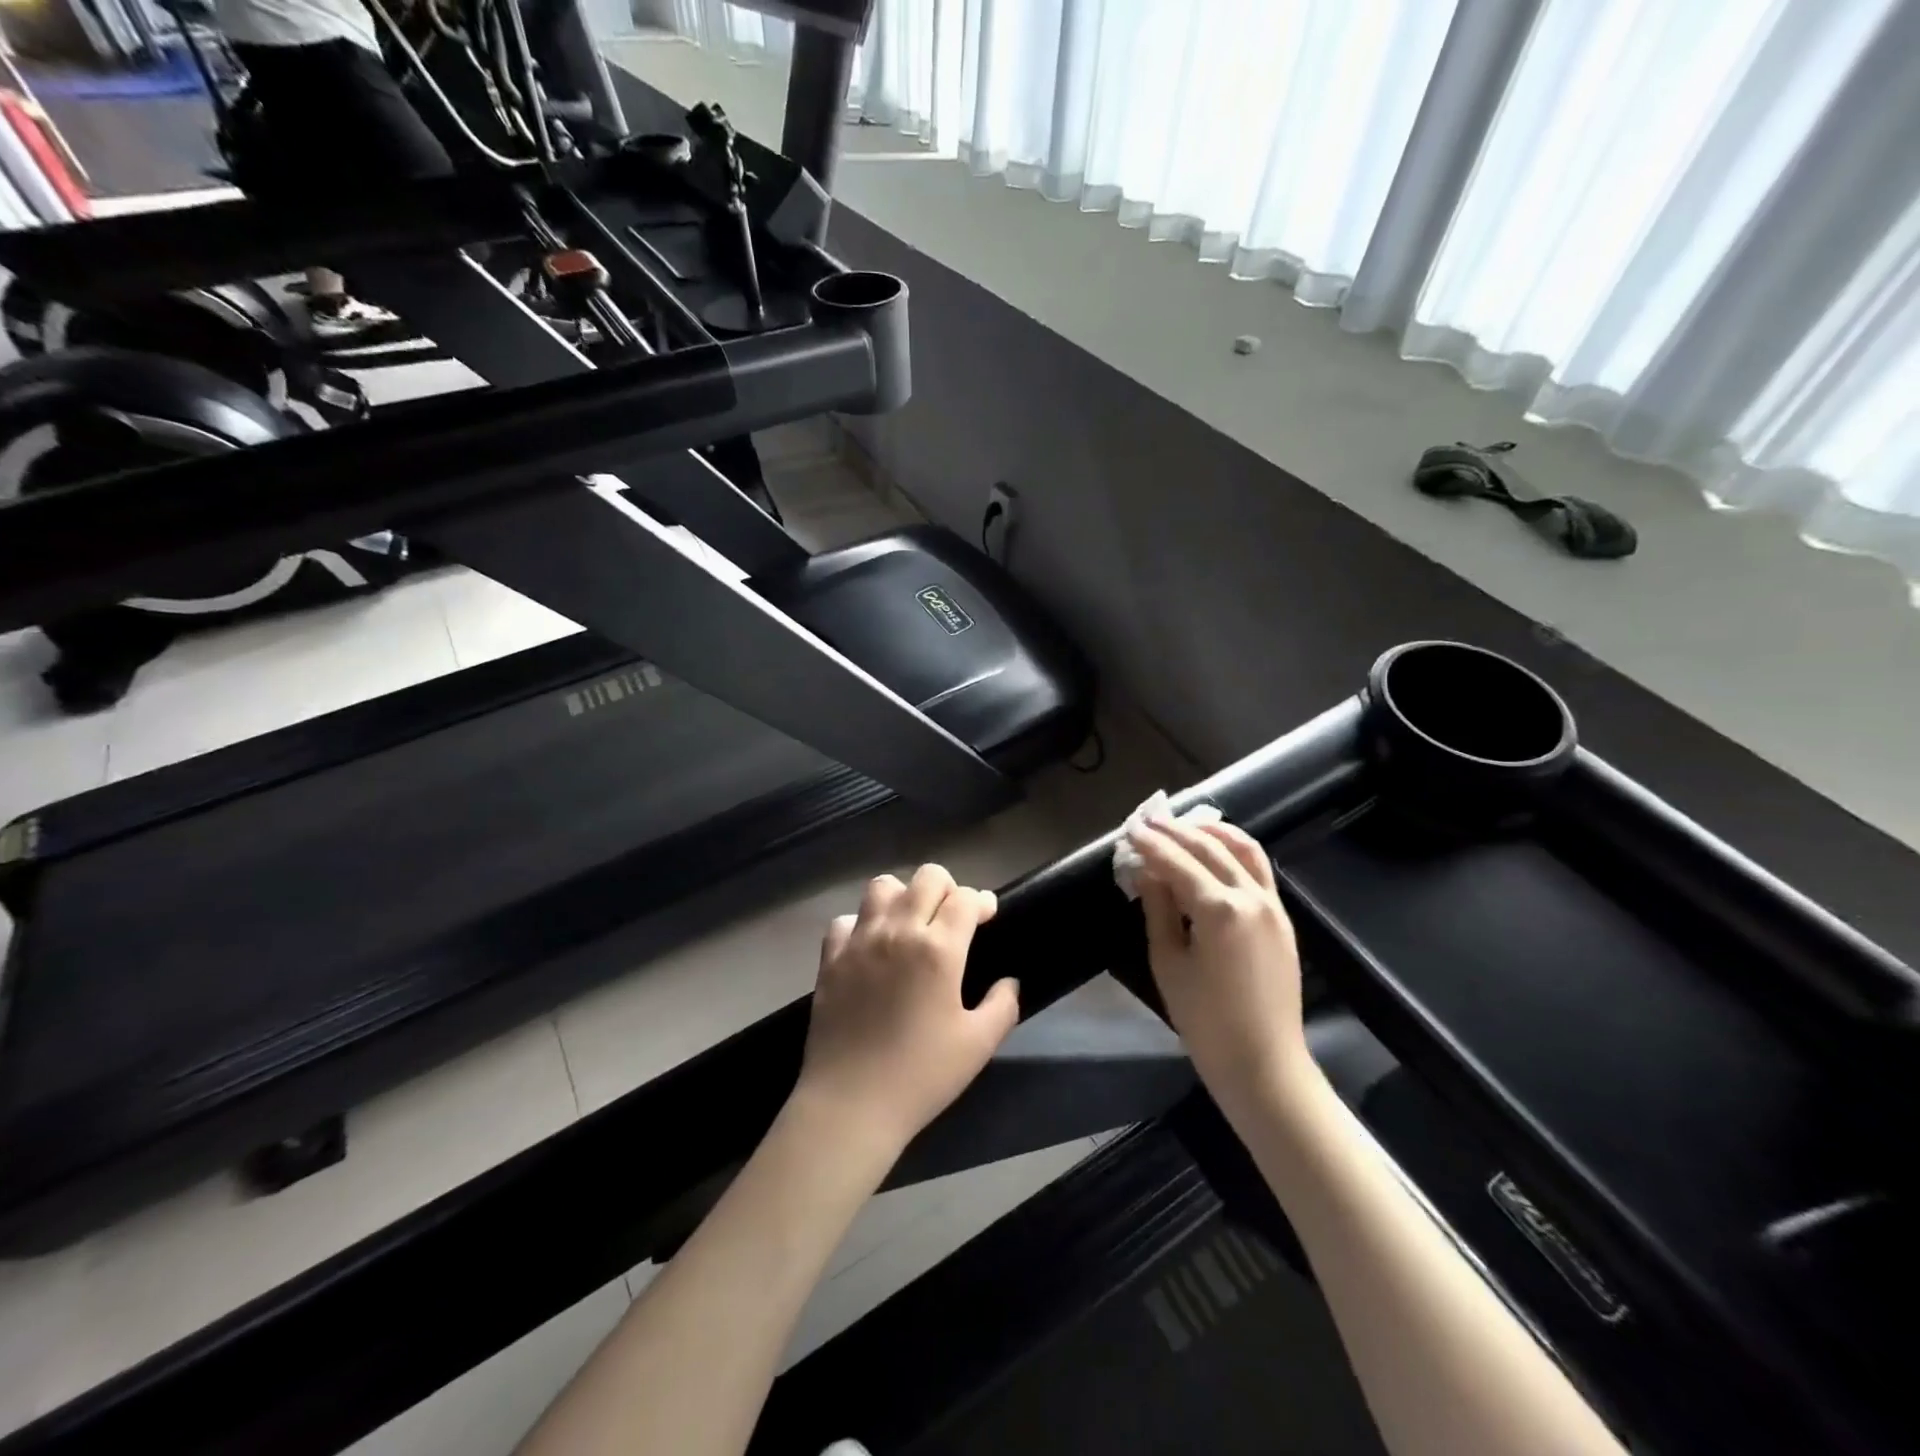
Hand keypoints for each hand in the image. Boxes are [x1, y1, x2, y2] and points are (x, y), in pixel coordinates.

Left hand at [796, 864, 1020, 1153]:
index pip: (966, 898)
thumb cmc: (922, 1075)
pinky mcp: (830, 958)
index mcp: (939, 948)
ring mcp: (860, 941)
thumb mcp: (979, 1045)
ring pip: (882, 886)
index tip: (987, 915)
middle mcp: (898, 931)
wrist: (852, 1104)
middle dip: (948, 888)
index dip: (982, 901)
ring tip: (909, 923)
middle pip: (926, 877)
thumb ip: (1002, 1005)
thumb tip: (1009, 982)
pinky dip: (861, 925)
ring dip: (902, 896)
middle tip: (952, 916)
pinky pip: (845, 920)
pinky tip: (870, 948)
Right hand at [1128, 818, 1312, 1118]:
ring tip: (1184, 825)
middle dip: (1176, 831)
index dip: (1150, 844)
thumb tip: (1147, 871)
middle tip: (1148, 821)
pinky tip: (1214, 851)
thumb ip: (1158, 909)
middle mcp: (1251, 897)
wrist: (1263, 1064)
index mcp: (1219, 909)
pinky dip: (1234, 851)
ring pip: (1243, 849)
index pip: (1177, 862)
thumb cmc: (1205, 1020)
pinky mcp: (1282, 918)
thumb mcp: (1168, 962)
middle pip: (1209, 847)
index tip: (1129, 829)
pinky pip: (1258, 869)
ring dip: (1212, 832)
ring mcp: (1273, 906)